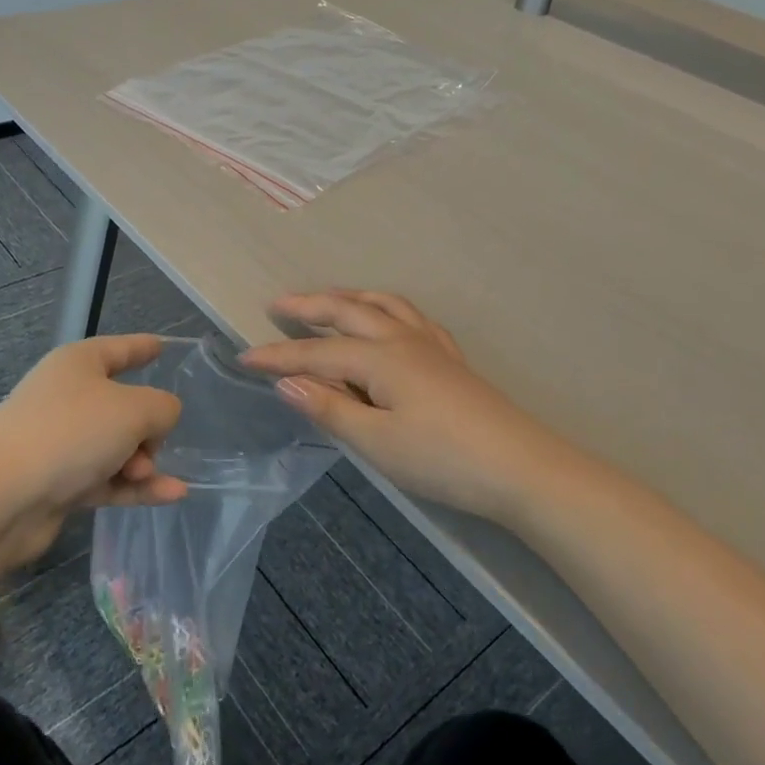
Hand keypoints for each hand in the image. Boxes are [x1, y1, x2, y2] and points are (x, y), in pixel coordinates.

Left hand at [0, 334, 188, 566]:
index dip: (142, 347)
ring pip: (117, 446)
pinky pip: (109, 479)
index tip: (162, 346)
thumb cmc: (70, 433)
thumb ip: (162, 408)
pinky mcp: (59, 484)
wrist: (1, 497)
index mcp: (78, 365)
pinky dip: (137, 487)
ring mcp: (61, 443)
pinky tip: (172, 495)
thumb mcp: (134, 409)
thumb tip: (159, 420)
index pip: (118, 349)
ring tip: (149, 474)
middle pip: (122, 404)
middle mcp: (67, 398)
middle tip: (155, 442)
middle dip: (148, 425)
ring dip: (142, 461)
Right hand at [240, 291, 562, 521]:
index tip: (243, 357)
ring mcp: (431, 345)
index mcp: (379, 358)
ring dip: (349, 297)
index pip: (315, 353)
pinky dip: (388, 308)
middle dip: (310, 306)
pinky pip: (411, 317)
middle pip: (348, 311)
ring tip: (328, 298)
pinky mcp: (451, 358)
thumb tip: (286, 382)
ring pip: (382, 305)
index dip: (277, 356)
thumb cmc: (443, 458)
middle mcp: (402, 339)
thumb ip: (330, 409)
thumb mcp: (377, 442)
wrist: (521, 467)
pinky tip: (389, 318)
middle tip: (277, 304)